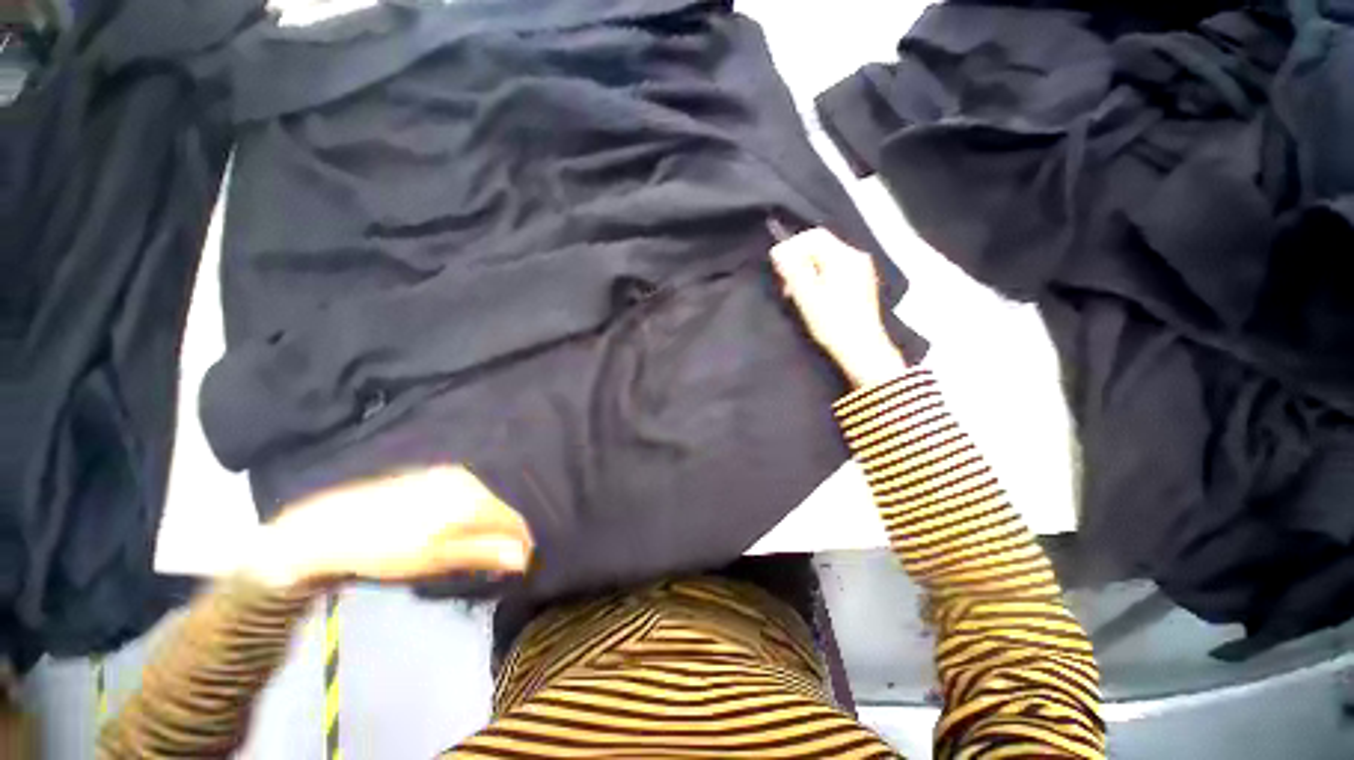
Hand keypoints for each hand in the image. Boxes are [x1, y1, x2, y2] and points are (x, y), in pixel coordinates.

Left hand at [246, 466, 532, 588]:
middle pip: (500, 511)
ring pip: (484, 503)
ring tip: (470, 549)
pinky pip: (467, 496)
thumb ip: (484, 553)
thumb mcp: (437, 559)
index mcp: (473, 500)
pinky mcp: (434, 475)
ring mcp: (451, 475)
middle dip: (501, 536)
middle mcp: (469, 481)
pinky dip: (469, 515)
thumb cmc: (387, 549)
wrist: (331, 525)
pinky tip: (451, 530)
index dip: (520, 545)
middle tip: (490, 563)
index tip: (519, 567)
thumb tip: (524, 557)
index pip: (513, 521)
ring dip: (485, 526)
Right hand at [771, 228, 906, 386]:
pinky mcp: (859, 284)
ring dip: (806, 270)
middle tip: (784, 283)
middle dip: (798, 260)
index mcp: (844, 258)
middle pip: (820, 246)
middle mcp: (855, 258)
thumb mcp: (807, 297)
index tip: (777, 265)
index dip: (792, 246)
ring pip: (825, 259)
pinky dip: (817, 277)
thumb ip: (793, 271)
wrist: (862, 350)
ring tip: (794, 292)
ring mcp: (860, 271)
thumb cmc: (833, 324)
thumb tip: (779, 251)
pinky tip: (810, 296)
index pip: (814, 236)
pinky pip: (833, 270)